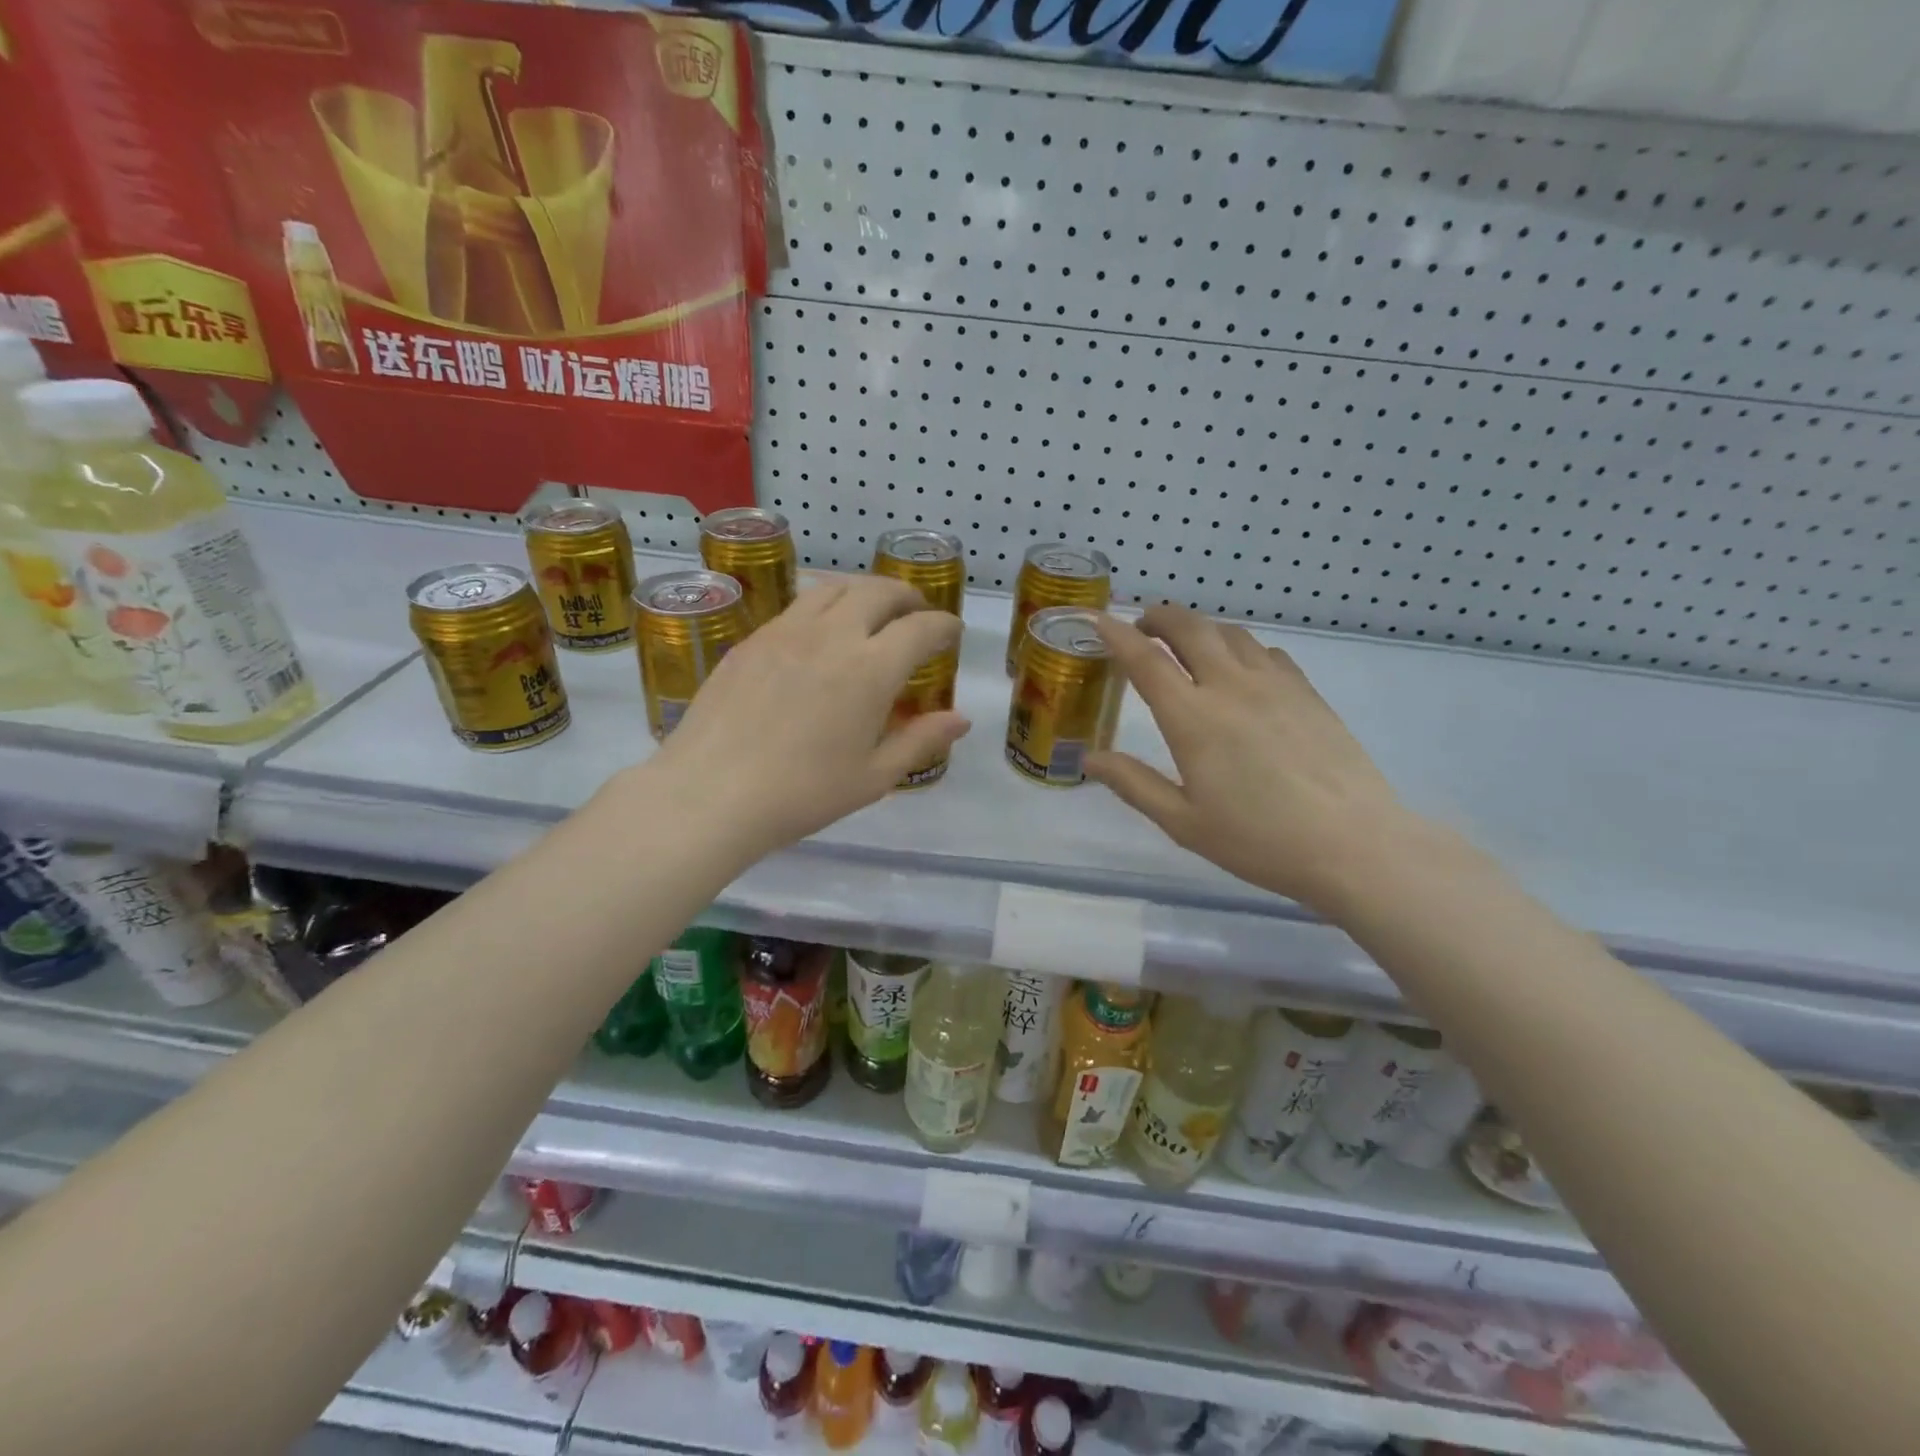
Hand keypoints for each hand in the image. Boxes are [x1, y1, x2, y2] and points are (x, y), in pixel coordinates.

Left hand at [645, 575, 968, 861]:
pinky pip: (798, 605)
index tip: (952, 631)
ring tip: (872, 609)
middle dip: (907, 596)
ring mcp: (786, 631)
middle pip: (879, 592)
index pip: (920, 628)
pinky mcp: (752, 639)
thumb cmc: (802, 794)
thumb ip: (920, 741)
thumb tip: (961, 719)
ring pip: (835, 587)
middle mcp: (832, 635)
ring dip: (865, 590)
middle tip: (917, 612)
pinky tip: (821, 630)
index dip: (943, 625)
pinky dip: (825, 604)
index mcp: (870, 670)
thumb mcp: (873, 777)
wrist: (711, 793)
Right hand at [1086, 604, 1413, 912]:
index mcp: (1192, 719)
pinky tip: (1240, 669)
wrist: (1353, 845)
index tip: (1098, 620)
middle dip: (1159, 617)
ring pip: (1229, 633)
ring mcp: (1274, 684)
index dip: (1116, 635)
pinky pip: (1266, 651)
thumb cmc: (1259, 840)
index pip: (1145, 660)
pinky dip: (1240, 647)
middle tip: (1141, 627)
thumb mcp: (1183, 822)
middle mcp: (1230, 687)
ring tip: (1186, 645)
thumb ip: (1134, 784)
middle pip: (1190, 628)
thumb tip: (1089, 758)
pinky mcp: (1307, 692)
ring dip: (1199, 628)